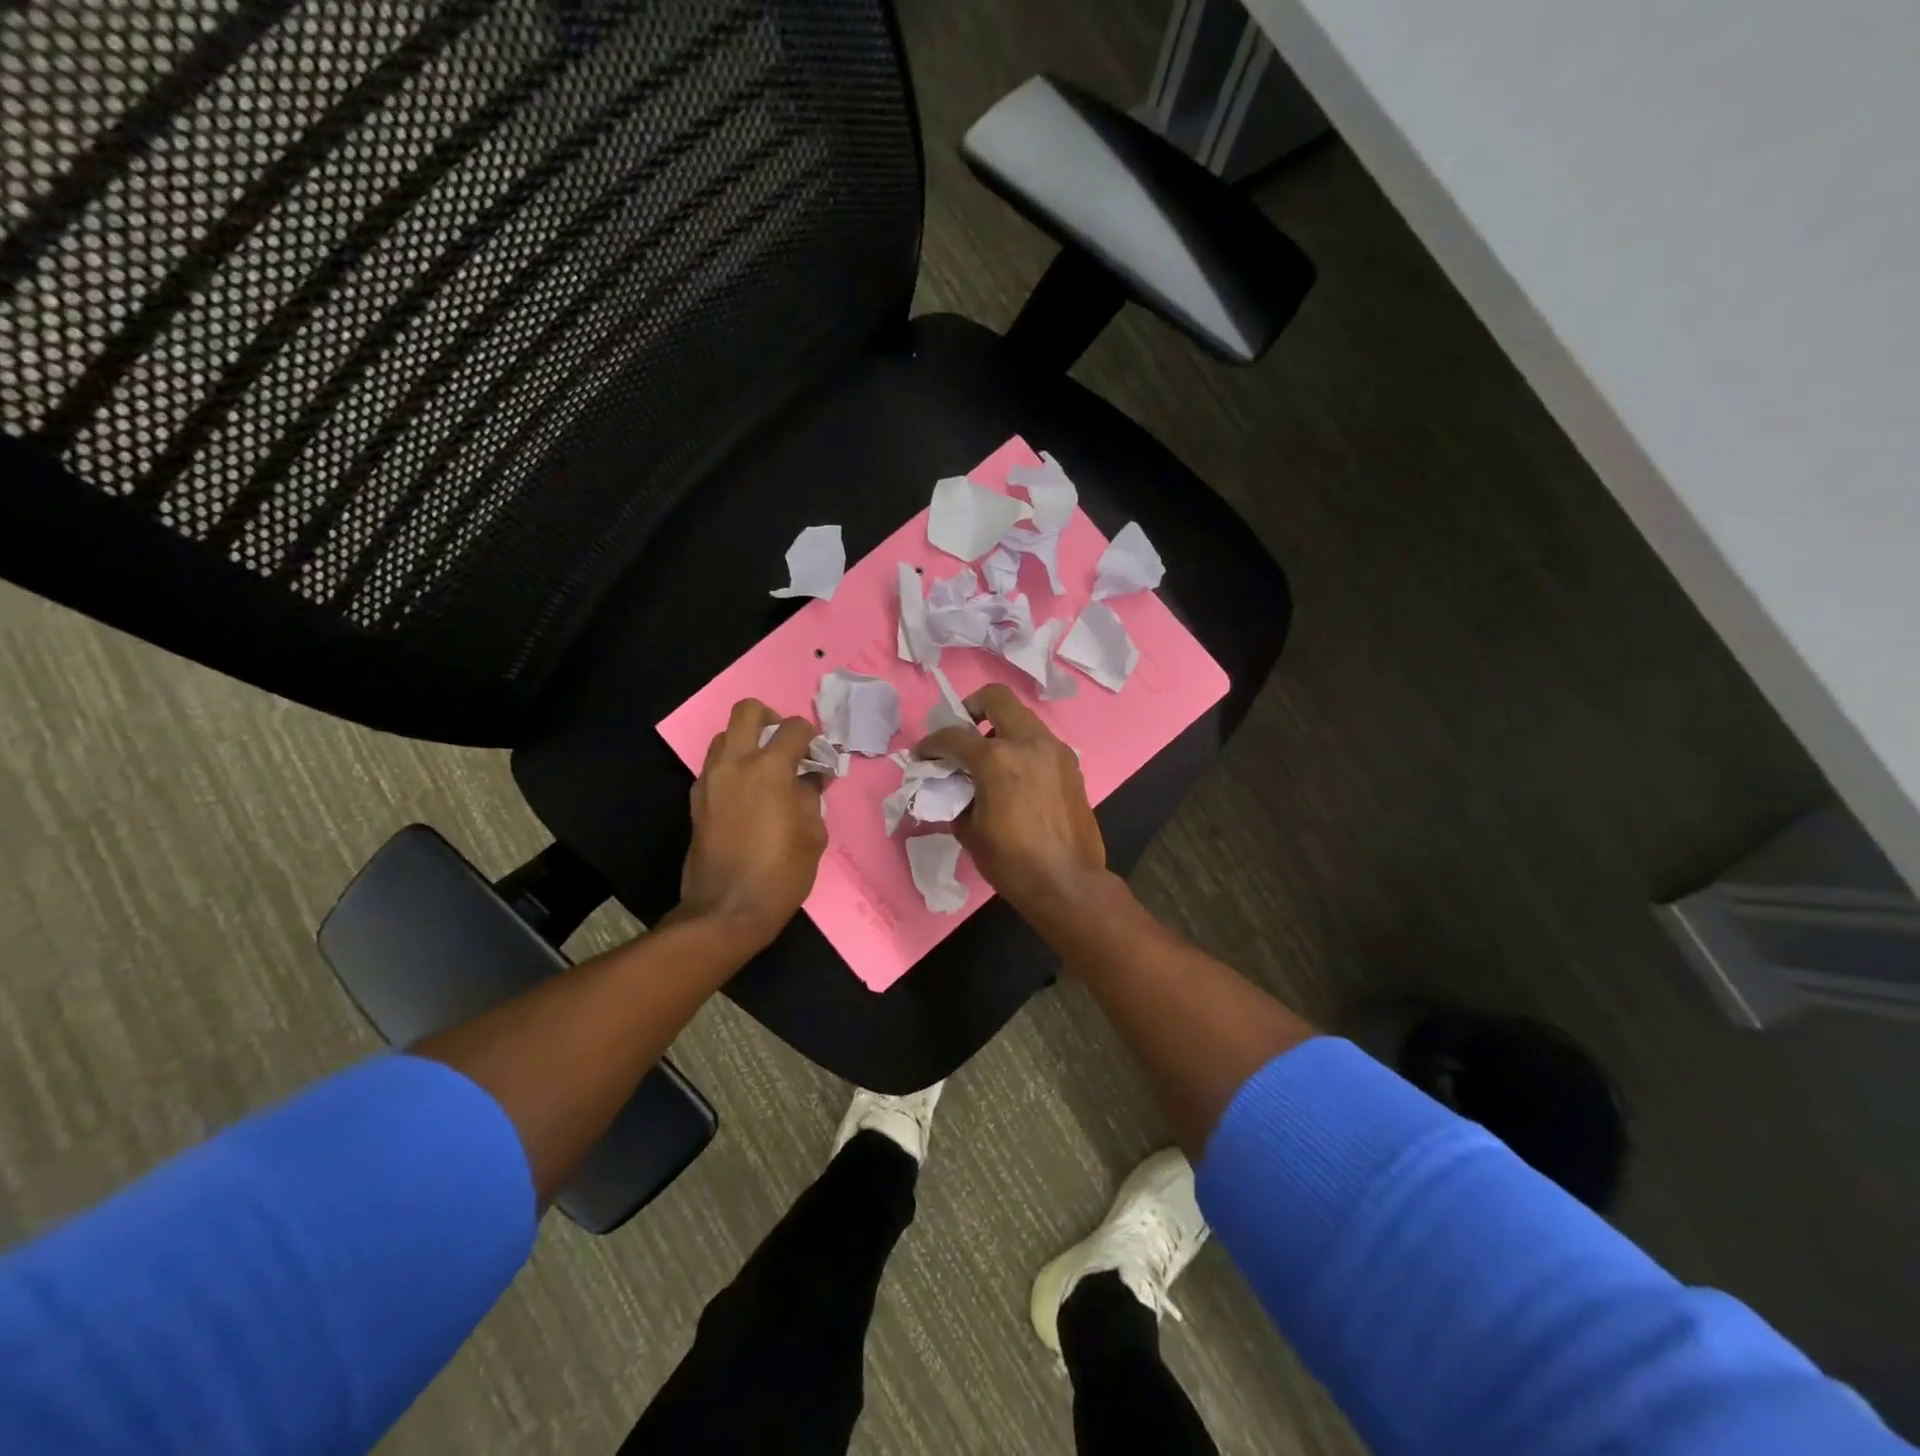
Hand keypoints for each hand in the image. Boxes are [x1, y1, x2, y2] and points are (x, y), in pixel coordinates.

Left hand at [681, 699, 829, 950]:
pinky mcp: (696, 801)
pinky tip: (747, 795)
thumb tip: (810, 778)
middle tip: (784, 743)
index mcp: (770, 768)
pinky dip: (732, 768)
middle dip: (769, 717)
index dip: (812, 737)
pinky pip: (714, 767)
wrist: (727, 910)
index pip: (794, 728)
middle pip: (746, 711)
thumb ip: (812, 796)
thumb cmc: (781, 873)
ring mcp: (710, 780)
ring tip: (764, 770)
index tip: (818, 755)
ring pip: (724, 737)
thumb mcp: (813, 834)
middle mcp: (735, 764)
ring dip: (746, 742)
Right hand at [917, 683, 1109, 929]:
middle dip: (972, 708)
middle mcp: (1028, 743)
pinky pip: (1040, 740)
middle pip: (996, 698)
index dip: (931, 744)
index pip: (954, 736)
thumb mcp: (970, 832)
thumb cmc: (1012, 862)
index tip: (923, 755)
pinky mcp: (1071, 764)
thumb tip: (954, 788)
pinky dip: (1022, 747)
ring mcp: (1054, 750)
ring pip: (1022, 717)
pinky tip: (1015, 776)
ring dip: (1001, 728)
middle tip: (963, 734)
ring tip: (990, 759)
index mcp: (997, 759)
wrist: (1068, 883)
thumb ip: (957, 798)